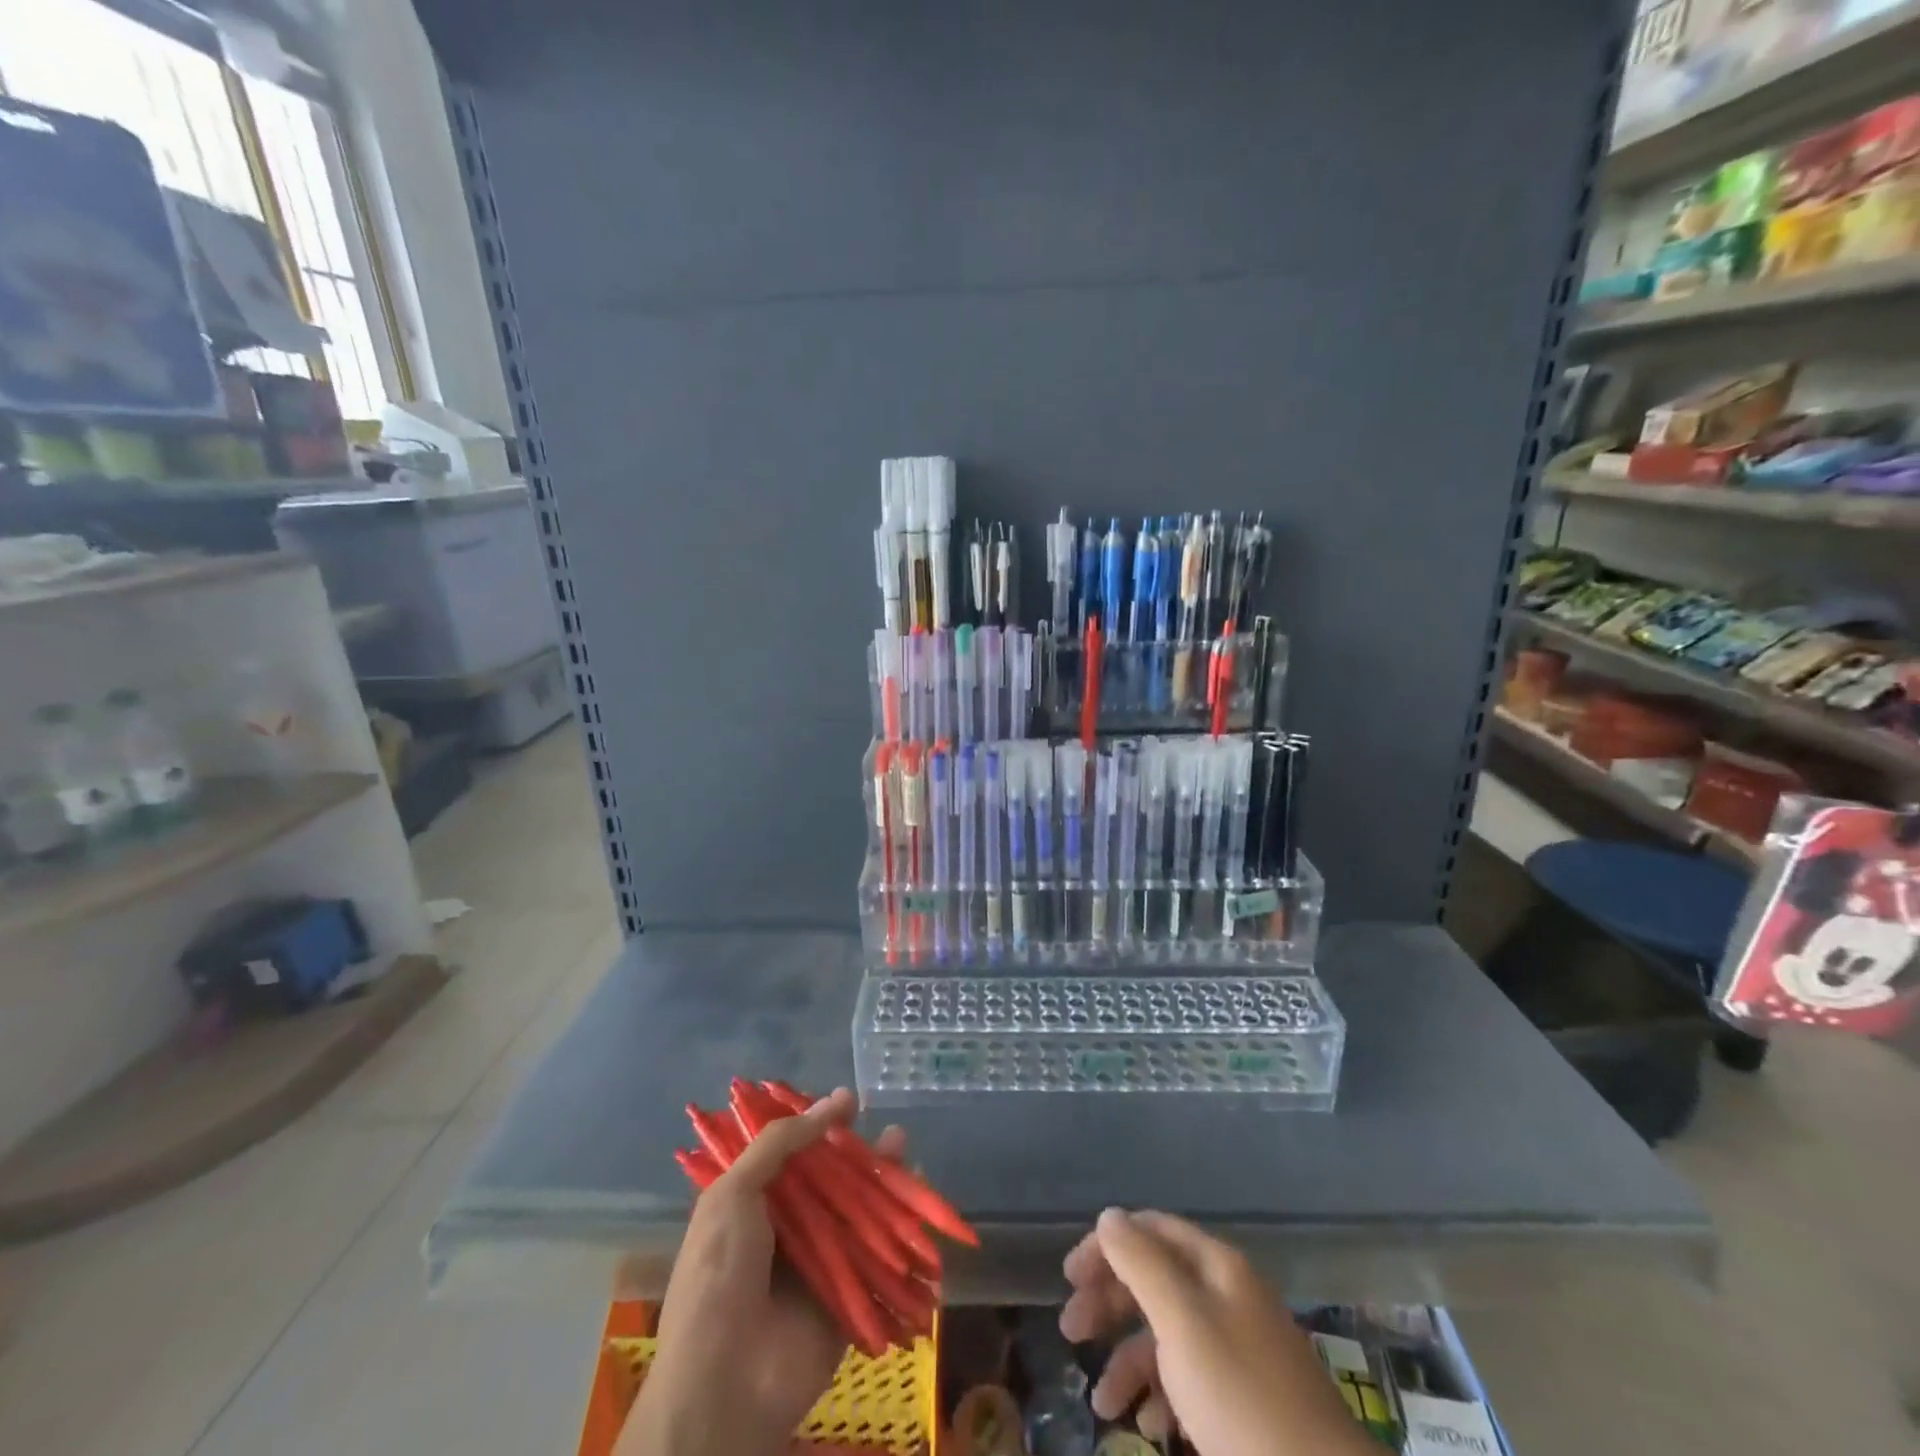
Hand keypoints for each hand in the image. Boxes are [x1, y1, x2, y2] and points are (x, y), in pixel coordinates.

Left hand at [620, 1087, 905, 1455]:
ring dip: (886, 1183)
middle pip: (833, 1180)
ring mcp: (820, 1264)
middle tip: (888, 1130)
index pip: (794, 1153)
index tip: (849, 1101)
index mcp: (754, 1205)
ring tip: (906, 1153)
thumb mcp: (733, 1194)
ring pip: (860, 1213)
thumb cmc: (719, 1275)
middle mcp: (789, 1230)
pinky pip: (880, 1260)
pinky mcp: (849, 1298)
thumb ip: (778, 1143)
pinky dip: (903, 1234)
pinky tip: (922, 1205)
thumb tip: (832, 1101)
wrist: (724, 1384)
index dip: (820, 1125)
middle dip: (861, 1153)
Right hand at [1060, 1208, 1374, 1455]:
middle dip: (1109, 1302)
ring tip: (1101, 1402)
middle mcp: (1226, 1297)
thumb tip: (1108, 1217)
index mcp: (1216, 1267)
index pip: (1151, 1230)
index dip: (1107, 1245)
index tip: (1070, 1278)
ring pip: (1167, 1335)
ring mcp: (1238, 1351)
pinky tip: (1147, 1427)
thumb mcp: (1183, 1323)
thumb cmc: (1243, 1401)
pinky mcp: (1243, 1404)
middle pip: (1155, 1279)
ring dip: (1127, 1360)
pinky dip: (1159, 1396)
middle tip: (1070, 1330)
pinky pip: (1188, 1381)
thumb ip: (1141, 1263)